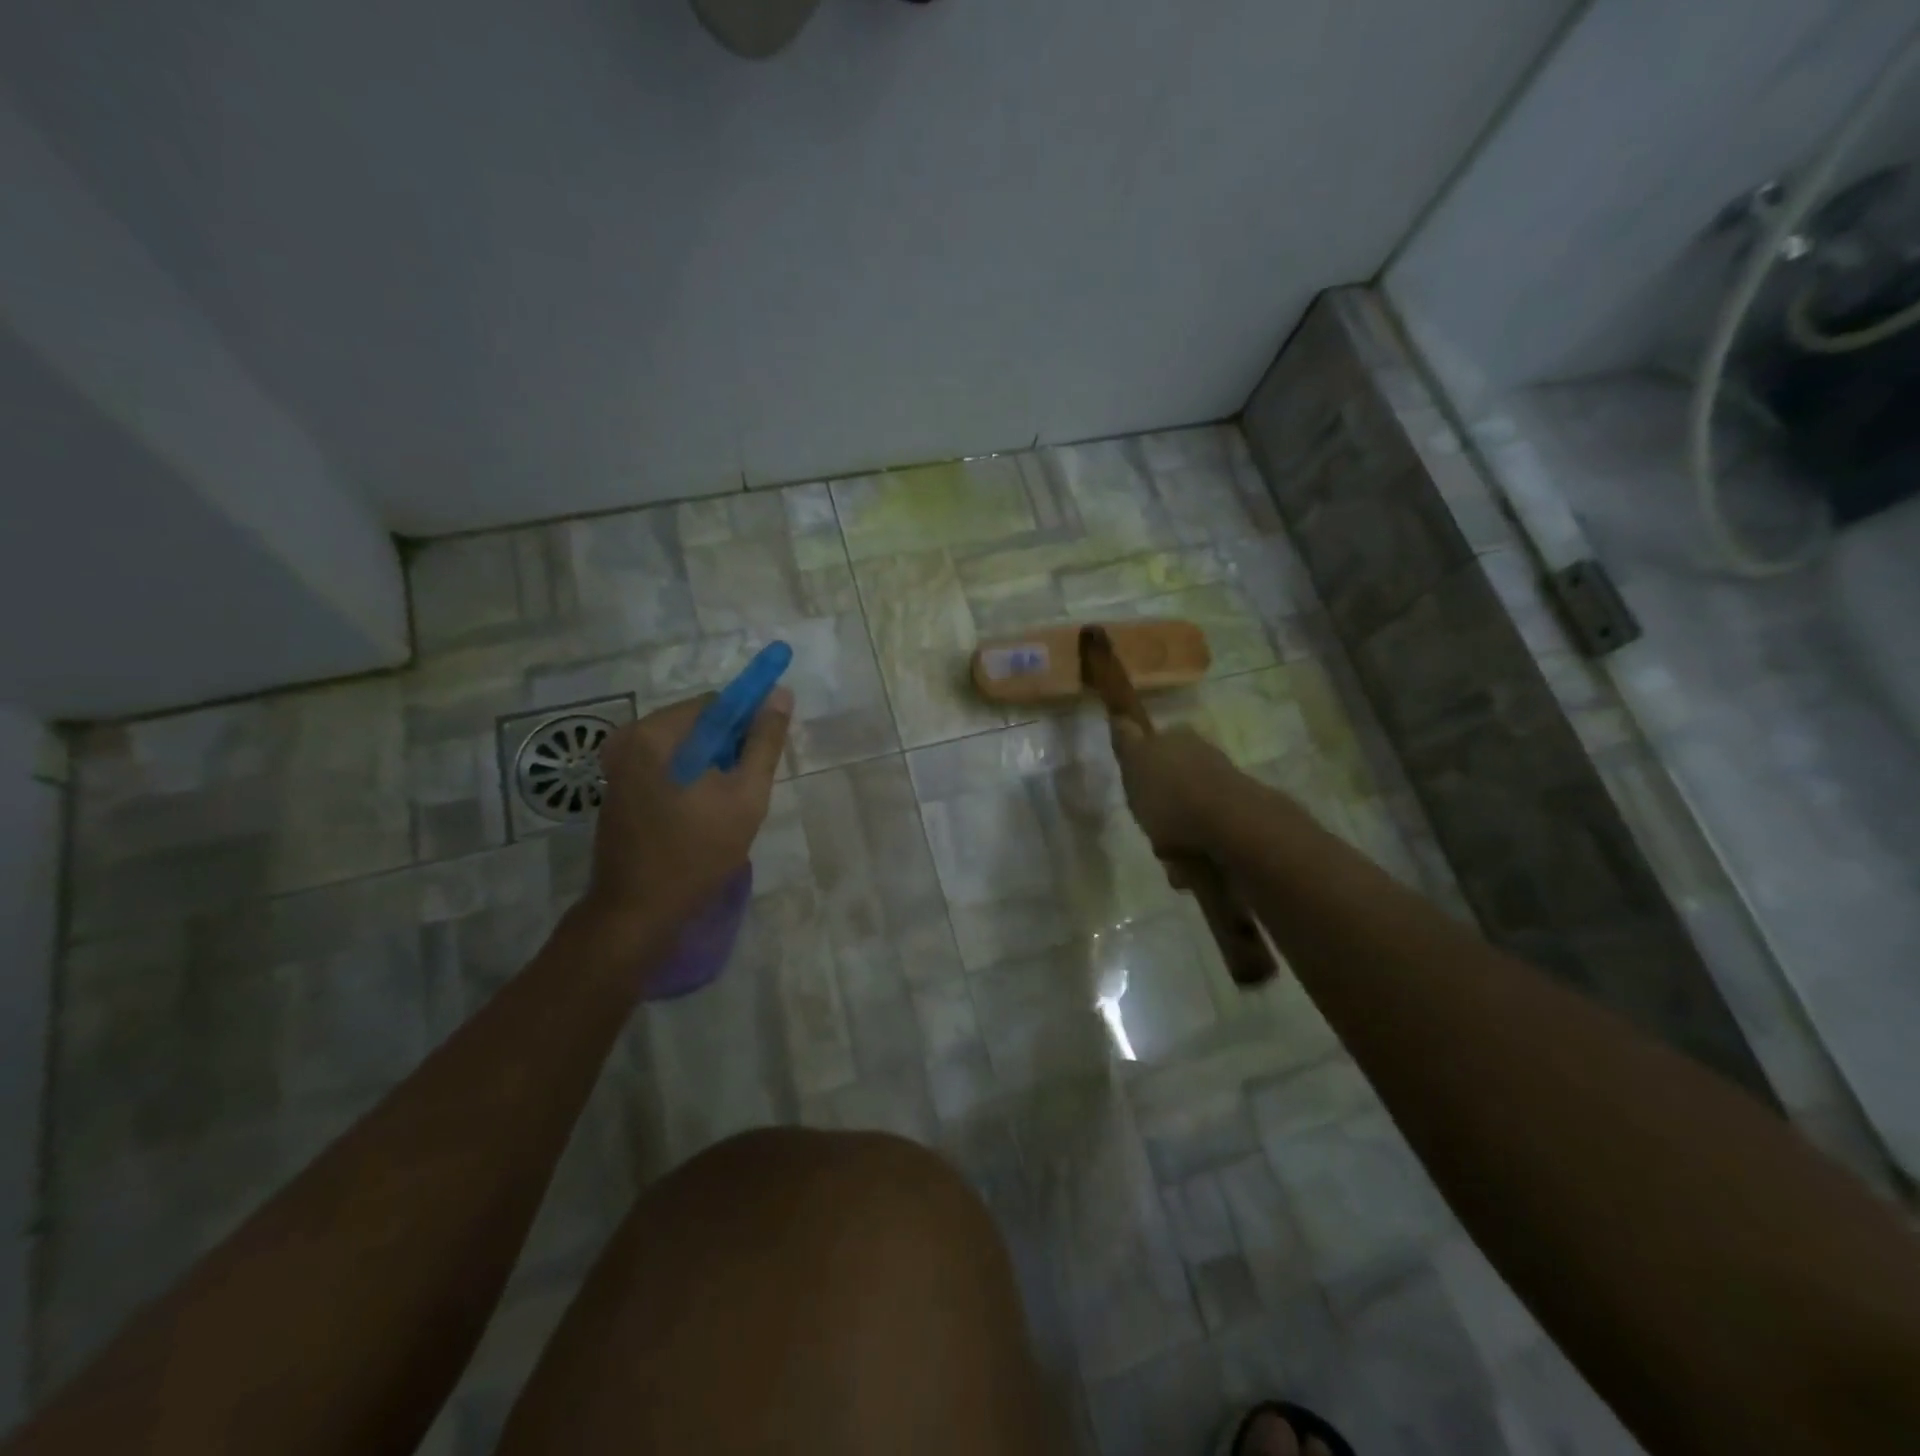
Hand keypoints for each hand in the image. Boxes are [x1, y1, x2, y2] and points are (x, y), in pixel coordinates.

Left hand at [578, 688, 792, 942]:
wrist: (637, 912)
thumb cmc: (696, 852)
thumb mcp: (746, 795)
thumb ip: (765, 741)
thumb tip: (780, 693)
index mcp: (655, 732)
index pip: (717, 704)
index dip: (748, 723)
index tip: (765, 755)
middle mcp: (629, 738)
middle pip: (698, 724)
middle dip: (729, 748)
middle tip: (747, 787)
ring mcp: (618, 765)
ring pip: (684, 748)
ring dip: (711, 766)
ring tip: (727, 805)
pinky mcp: (617, 789)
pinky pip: (665, 767)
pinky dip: (690, 779)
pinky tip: (701, 813)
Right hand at [1108, 720, 1246, 857]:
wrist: (1230, 829)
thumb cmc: (1172, 794)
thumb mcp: (1135, 761)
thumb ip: (1126, 740)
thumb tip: (1120, 716)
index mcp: (1181, 739)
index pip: (1156, 747)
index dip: (1143, 771)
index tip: (1135, 794)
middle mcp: (1207, 759)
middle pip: (1174, 786)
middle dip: (1161, 811)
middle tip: (1149, 830)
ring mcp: (1228, 793)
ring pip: (1190, 817)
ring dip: (1177, 840)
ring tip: (1170, 859)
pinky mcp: (1242, 825)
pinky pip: (1207, 843)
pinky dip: (1196, 858)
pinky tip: (1190, 869)